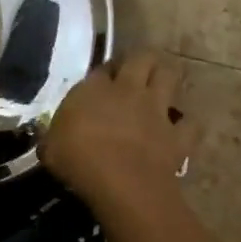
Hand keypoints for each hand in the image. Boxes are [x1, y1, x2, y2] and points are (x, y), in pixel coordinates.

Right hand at [43, 51, 189, 208]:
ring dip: (166, 77)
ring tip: (160, 87)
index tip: (99, 84)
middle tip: (133, 72)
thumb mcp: (50, 147)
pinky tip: (179, 130)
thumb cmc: (77, 161)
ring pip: (170, 76)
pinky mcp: (178, 135)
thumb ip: (54, 135)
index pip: (101, 68)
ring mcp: (157, 110)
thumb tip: (52, 137)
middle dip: (140, 60)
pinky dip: (186, 125)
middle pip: (142, 57)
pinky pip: (190, 123)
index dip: (102, 73)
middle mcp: (128, 90)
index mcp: (93, 89)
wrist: (122, 184)